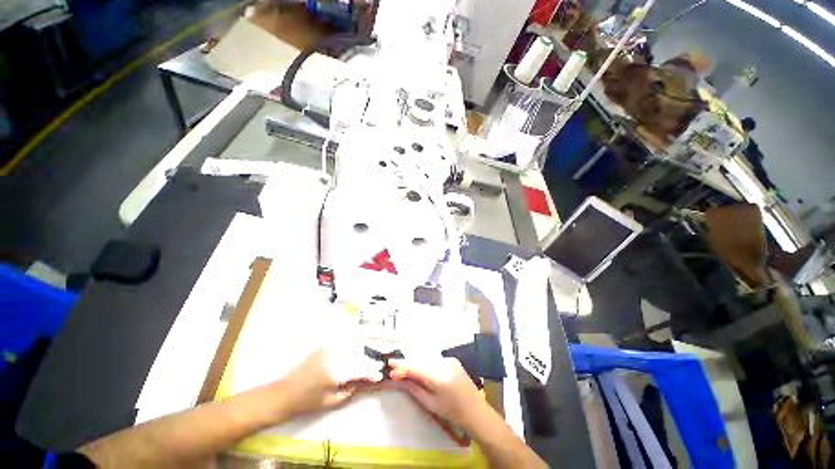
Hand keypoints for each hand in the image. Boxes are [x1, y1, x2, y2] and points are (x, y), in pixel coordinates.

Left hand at [277, 343, 380, 418]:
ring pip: (350, 344)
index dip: (371, 372)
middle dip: (367, 359)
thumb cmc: (307, 402)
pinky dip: (348, 341)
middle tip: (374, 364)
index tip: (378, 374)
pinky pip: (339, 341)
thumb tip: (362, 382)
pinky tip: (352, 345)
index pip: (359, 370)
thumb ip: (349, 392)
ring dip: (359, 348)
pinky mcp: (322, 346)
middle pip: (357, 354)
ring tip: (364, 356)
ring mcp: (327, 349)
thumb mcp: (330, 402)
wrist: (284, 393)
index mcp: (336, 373)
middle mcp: (333, 357)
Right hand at [389, 357, 484, 428]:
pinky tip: (420, 369)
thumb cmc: (452, 412)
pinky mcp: (452, 359)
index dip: (402, 367)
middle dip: (407, 364)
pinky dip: (425, 363)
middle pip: (420, 361)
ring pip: (427, 359)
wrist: (475, 410)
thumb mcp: (430, 403)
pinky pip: (434, 359)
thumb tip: (398, 378)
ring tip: (403, 367)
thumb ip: (413, 388)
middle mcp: (444, 363)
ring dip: (416, 363)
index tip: (389, 367)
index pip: (416, 368)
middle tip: (393, 366)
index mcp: (440, 377)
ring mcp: (449, 359)